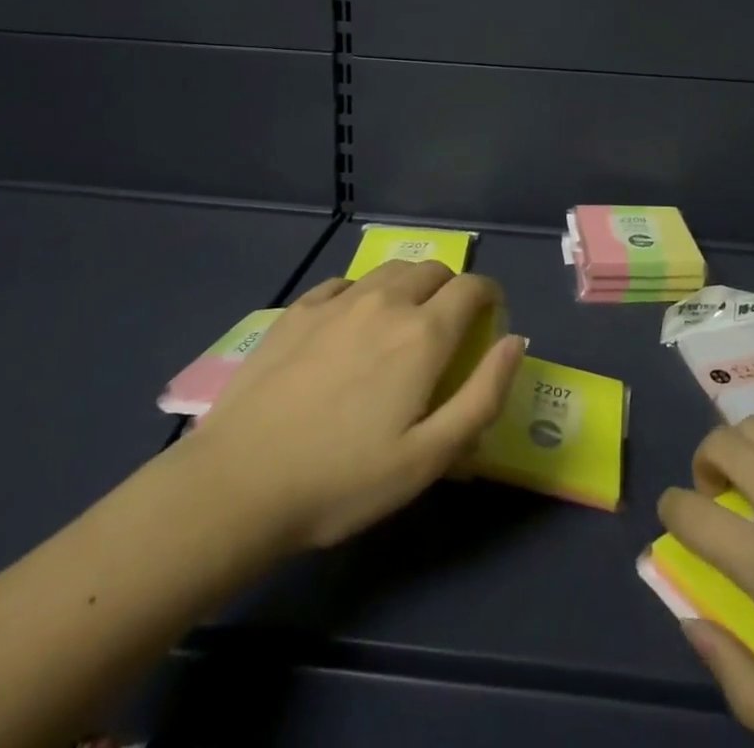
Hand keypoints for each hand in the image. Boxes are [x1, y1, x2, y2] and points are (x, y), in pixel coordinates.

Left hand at [174, 260, 524, 557]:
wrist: (238, 484)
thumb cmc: (343, 481)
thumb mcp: (429, 458)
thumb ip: (483, 396)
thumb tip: (515, 342)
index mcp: (423, 333)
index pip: (473, 287)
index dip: (491, 297)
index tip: (490, 323)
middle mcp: (385, 302)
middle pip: (434, 270)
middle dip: (452, 290)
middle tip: (446, 331)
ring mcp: (337, 301)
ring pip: (390, 271)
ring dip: (409, 286)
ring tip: (400, 325)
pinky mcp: (297, 310)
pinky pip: (344, 282)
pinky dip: (362, 293)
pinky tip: (349, 326)